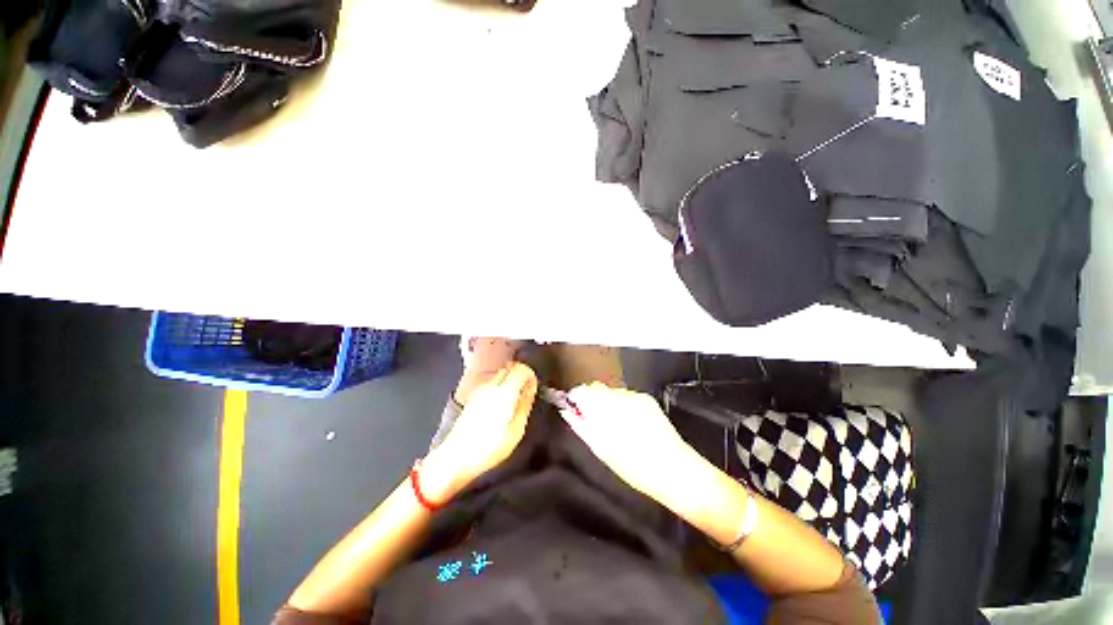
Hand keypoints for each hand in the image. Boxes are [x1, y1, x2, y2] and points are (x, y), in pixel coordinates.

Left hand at [423, 363, 537, 501]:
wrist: (456, 457)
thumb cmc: (489, 447)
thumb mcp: (516, 429)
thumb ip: (525, 404)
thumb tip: (531, 388)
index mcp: (505, 391)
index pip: (521, 368)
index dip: (531, 375)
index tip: (534, 387)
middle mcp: (491, 385)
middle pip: (510, 367)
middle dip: (521, 374)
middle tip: (526, 391)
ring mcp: (480, 390)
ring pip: (500, 373)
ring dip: (510, 379)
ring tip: (515, 399)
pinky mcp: (473, 397)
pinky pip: (491, 382)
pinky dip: (500, 386)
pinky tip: (501, 404)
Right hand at [561, 383, 694, 503]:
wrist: (675, 470)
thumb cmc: (634, 466)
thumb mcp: (601, 449)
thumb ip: (582, 426)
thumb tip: (568, 412)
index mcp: (606, 407)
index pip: (582, 391)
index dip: (575, 399)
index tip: (573, 410)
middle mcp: (621, 395)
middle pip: (597, 389)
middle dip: (591, 401)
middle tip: (591, 421)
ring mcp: (636, 395)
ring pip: (612, 393)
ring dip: (607, 403)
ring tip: (612, 425)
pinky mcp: (648, 399)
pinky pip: (627, 397)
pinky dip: (622, 405)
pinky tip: (629, 423)